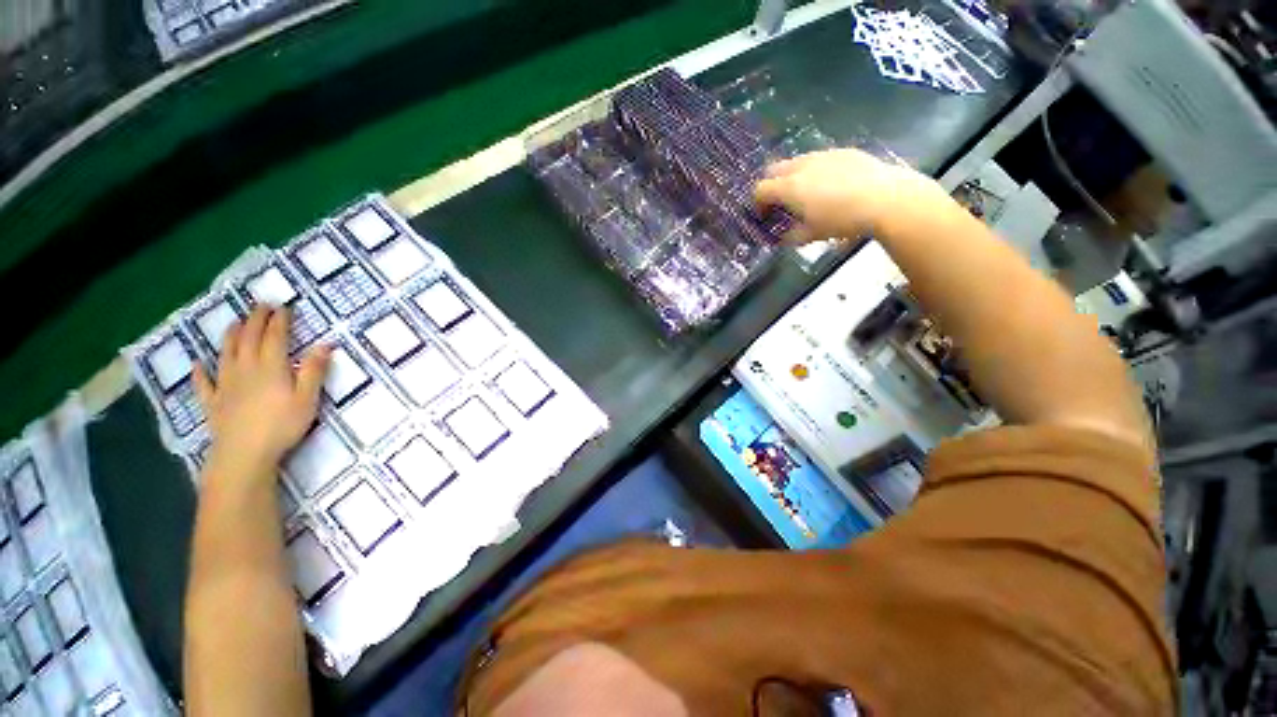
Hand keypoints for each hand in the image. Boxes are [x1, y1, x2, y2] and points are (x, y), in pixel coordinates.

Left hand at [194, 306, 330, 479]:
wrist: (244, 455)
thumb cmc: (281, 426)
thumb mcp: (307, 399)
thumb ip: (313, 371)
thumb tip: (324, 345)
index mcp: (270, 367)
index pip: (275, 337)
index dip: (279, 321)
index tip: (283, 307)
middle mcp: (245, 369)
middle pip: (249, 339)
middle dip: (256, 320)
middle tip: (261, 306)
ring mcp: (225, 385)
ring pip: (226, 353)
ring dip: (231, 336)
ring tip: (235, 322)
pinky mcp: (213, 402)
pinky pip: (204, 383)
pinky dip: (200, 371)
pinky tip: (198, 364)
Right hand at [754, 148, 947, 242]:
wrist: (886, 198)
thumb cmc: (842, 220)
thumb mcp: (811, 235)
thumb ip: (790, 236)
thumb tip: (781, 238)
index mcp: (790, 187)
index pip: (760, 190)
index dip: (757, 204)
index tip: (763, 217)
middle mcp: (802, 166)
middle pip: (774, 170)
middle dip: (771, 186)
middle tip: (780, 204)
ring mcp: (823, 155)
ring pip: (796, 162)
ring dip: (792, 178)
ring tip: (806, 195)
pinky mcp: (843, 152)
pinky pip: (819, 159)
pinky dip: (815, 172)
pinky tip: (831, 186)